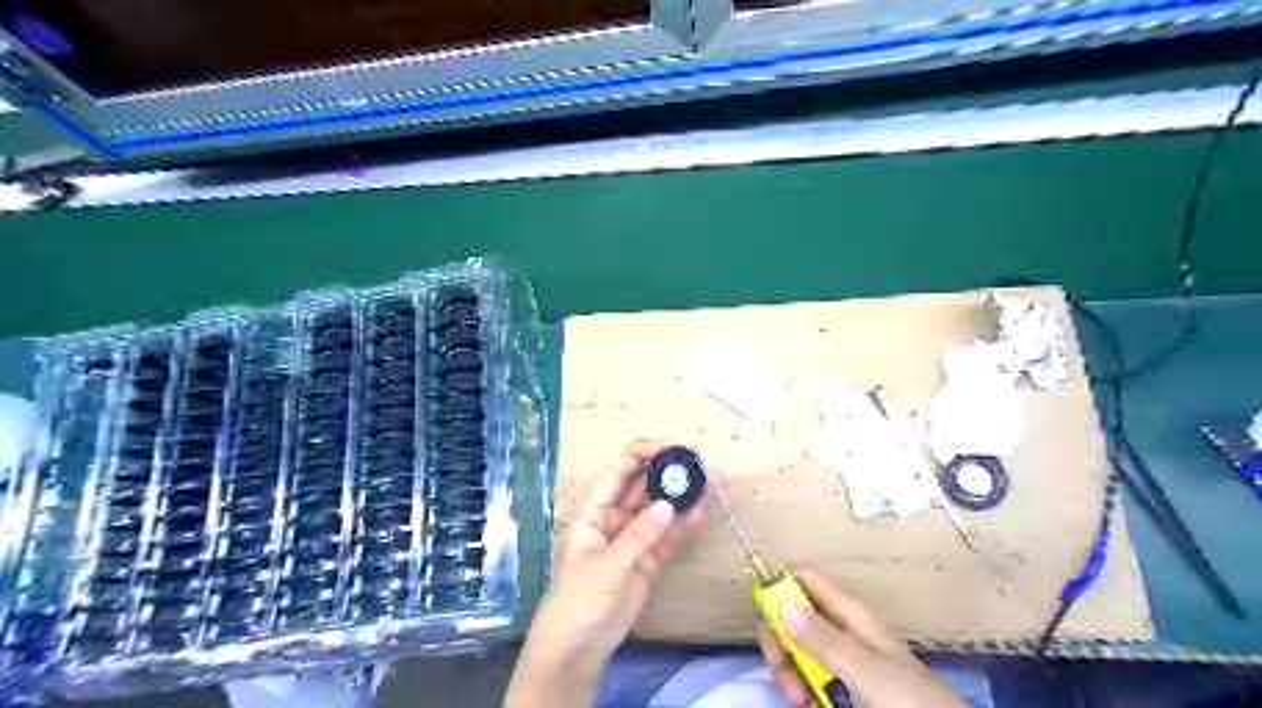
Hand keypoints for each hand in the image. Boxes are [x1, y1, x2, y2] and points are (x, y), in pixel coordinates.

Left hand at [505, 439, 705, 704]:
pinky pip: (667, 535)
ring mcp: (633, 538)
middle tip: (700, 462)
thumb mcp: (606, 567)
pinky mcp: (648, 559)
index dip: (646, 453)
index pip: (622, 469)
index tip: (674, 448)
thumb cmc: (579, 600)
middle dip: (669, 471)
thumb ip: (638, 536)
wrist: (577, 648)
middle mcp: (616, 517)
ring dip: (680, 495)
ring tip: (707, 482)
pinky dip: (683, 524)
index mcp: (597, 509)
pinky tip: (700, 513)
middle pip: (644, 484)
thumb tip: (669, 504)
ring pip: (659, 508)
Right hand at [759, 566, 968, 706]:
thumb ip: (823, 638)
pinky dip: (800, 688)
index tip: (764, 615)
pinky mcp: (841, 684)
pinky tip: (808, 705)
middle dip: (779, 643)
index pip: (803, 579)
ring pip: (795, 648)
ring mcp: (840, 657)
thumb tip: (780, 603)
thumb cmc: (908, 699)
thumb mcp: (865, 669)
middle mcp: (840, 629)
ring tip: (800, 701)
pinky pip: (807, 675)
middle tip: (787, 679)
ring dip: (788, 671)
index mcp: (848, 613)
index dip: (779, 586)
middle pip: (790, 616)